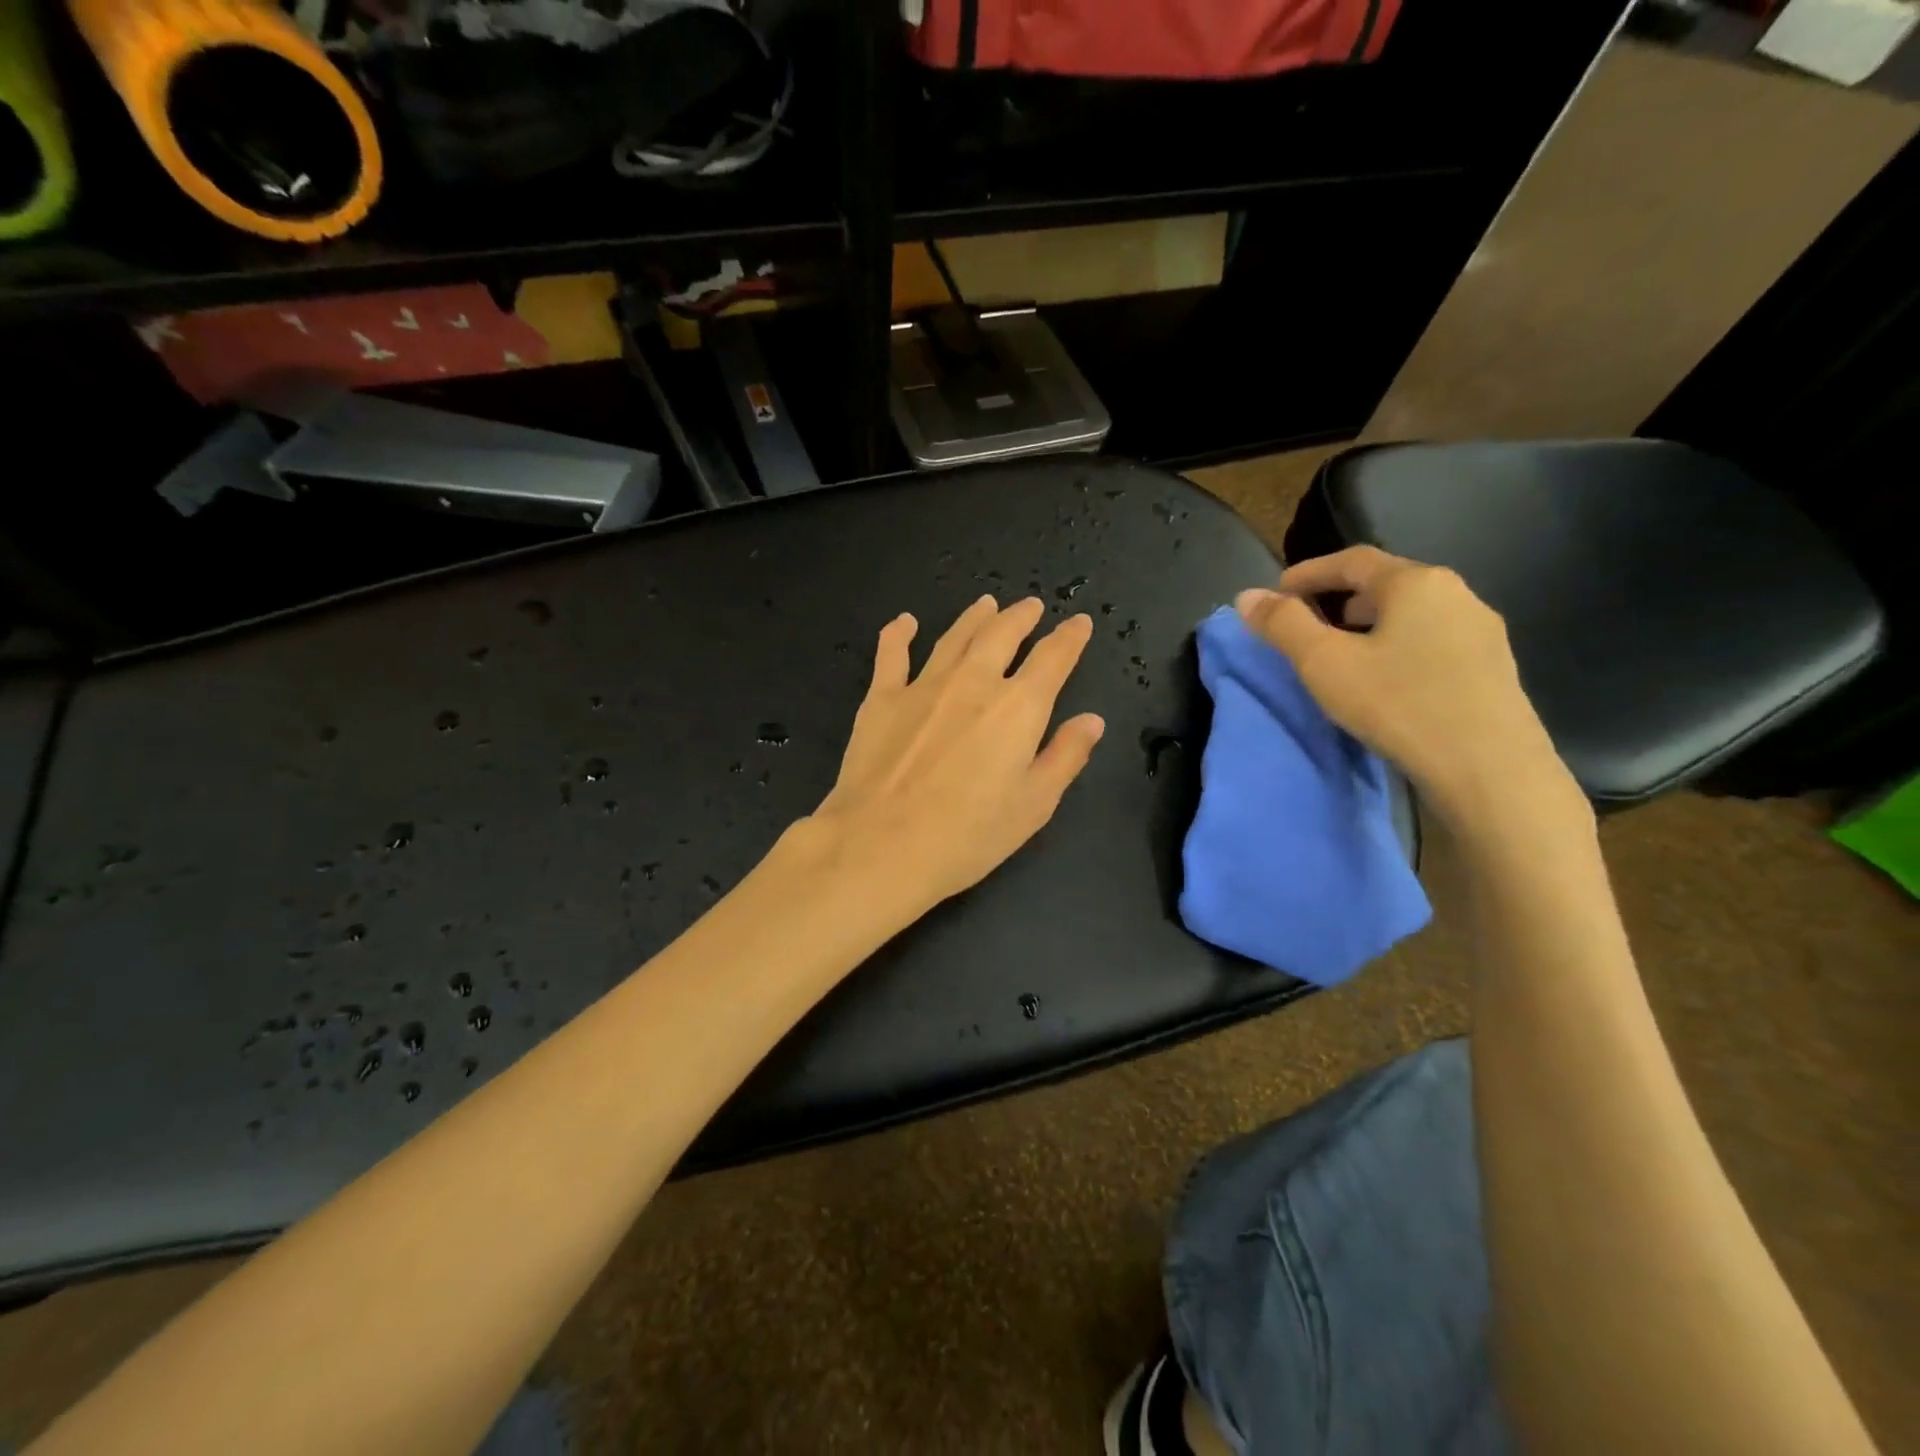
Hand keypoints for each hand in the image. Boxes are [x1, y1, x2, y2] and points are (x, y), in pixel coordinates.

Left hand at [808, 595, 1105, 915]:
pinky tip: (904, 622)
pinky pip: (892, 654)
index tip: (1079, 623)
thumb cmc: (968, 835)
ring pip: (955, 637)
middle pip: (1002, 634)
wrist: (882, 845)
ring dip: (974, 618)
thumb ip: (1065, 756)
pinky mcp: (881, 698)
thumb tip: (1091, 720)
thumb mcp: (1034, 805)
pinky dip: (899, 634)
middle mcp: (974, 682)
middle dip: (1021, 617)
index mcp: (1018, 707)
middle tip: (1031, 606)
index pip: (1053, 659)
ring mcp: (923, 686)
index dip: (1070, 638)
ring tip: (986, 604)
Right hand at [1236, 547, 1579, 833]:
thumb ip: (1283, 625)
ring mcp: (1481, 632)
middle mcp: (1456, 594)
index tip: (1276, 594)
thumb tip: (1247, 596)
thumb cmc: (1398, 704)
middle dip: (1338, 600)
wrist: (1490, 769)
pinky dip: (1398, 648)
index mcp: (1415, 582)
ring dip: (1370, 626)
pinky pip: (1432, 643)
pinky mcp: (1493, 669)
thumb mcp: (1324, 663)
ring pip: (1411, 615)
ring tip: (1342, 656)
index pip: (1352, 560)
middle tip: (1306, 627)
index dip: (1308, 573)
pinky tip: (1386, 682)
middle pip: (1385, 584)